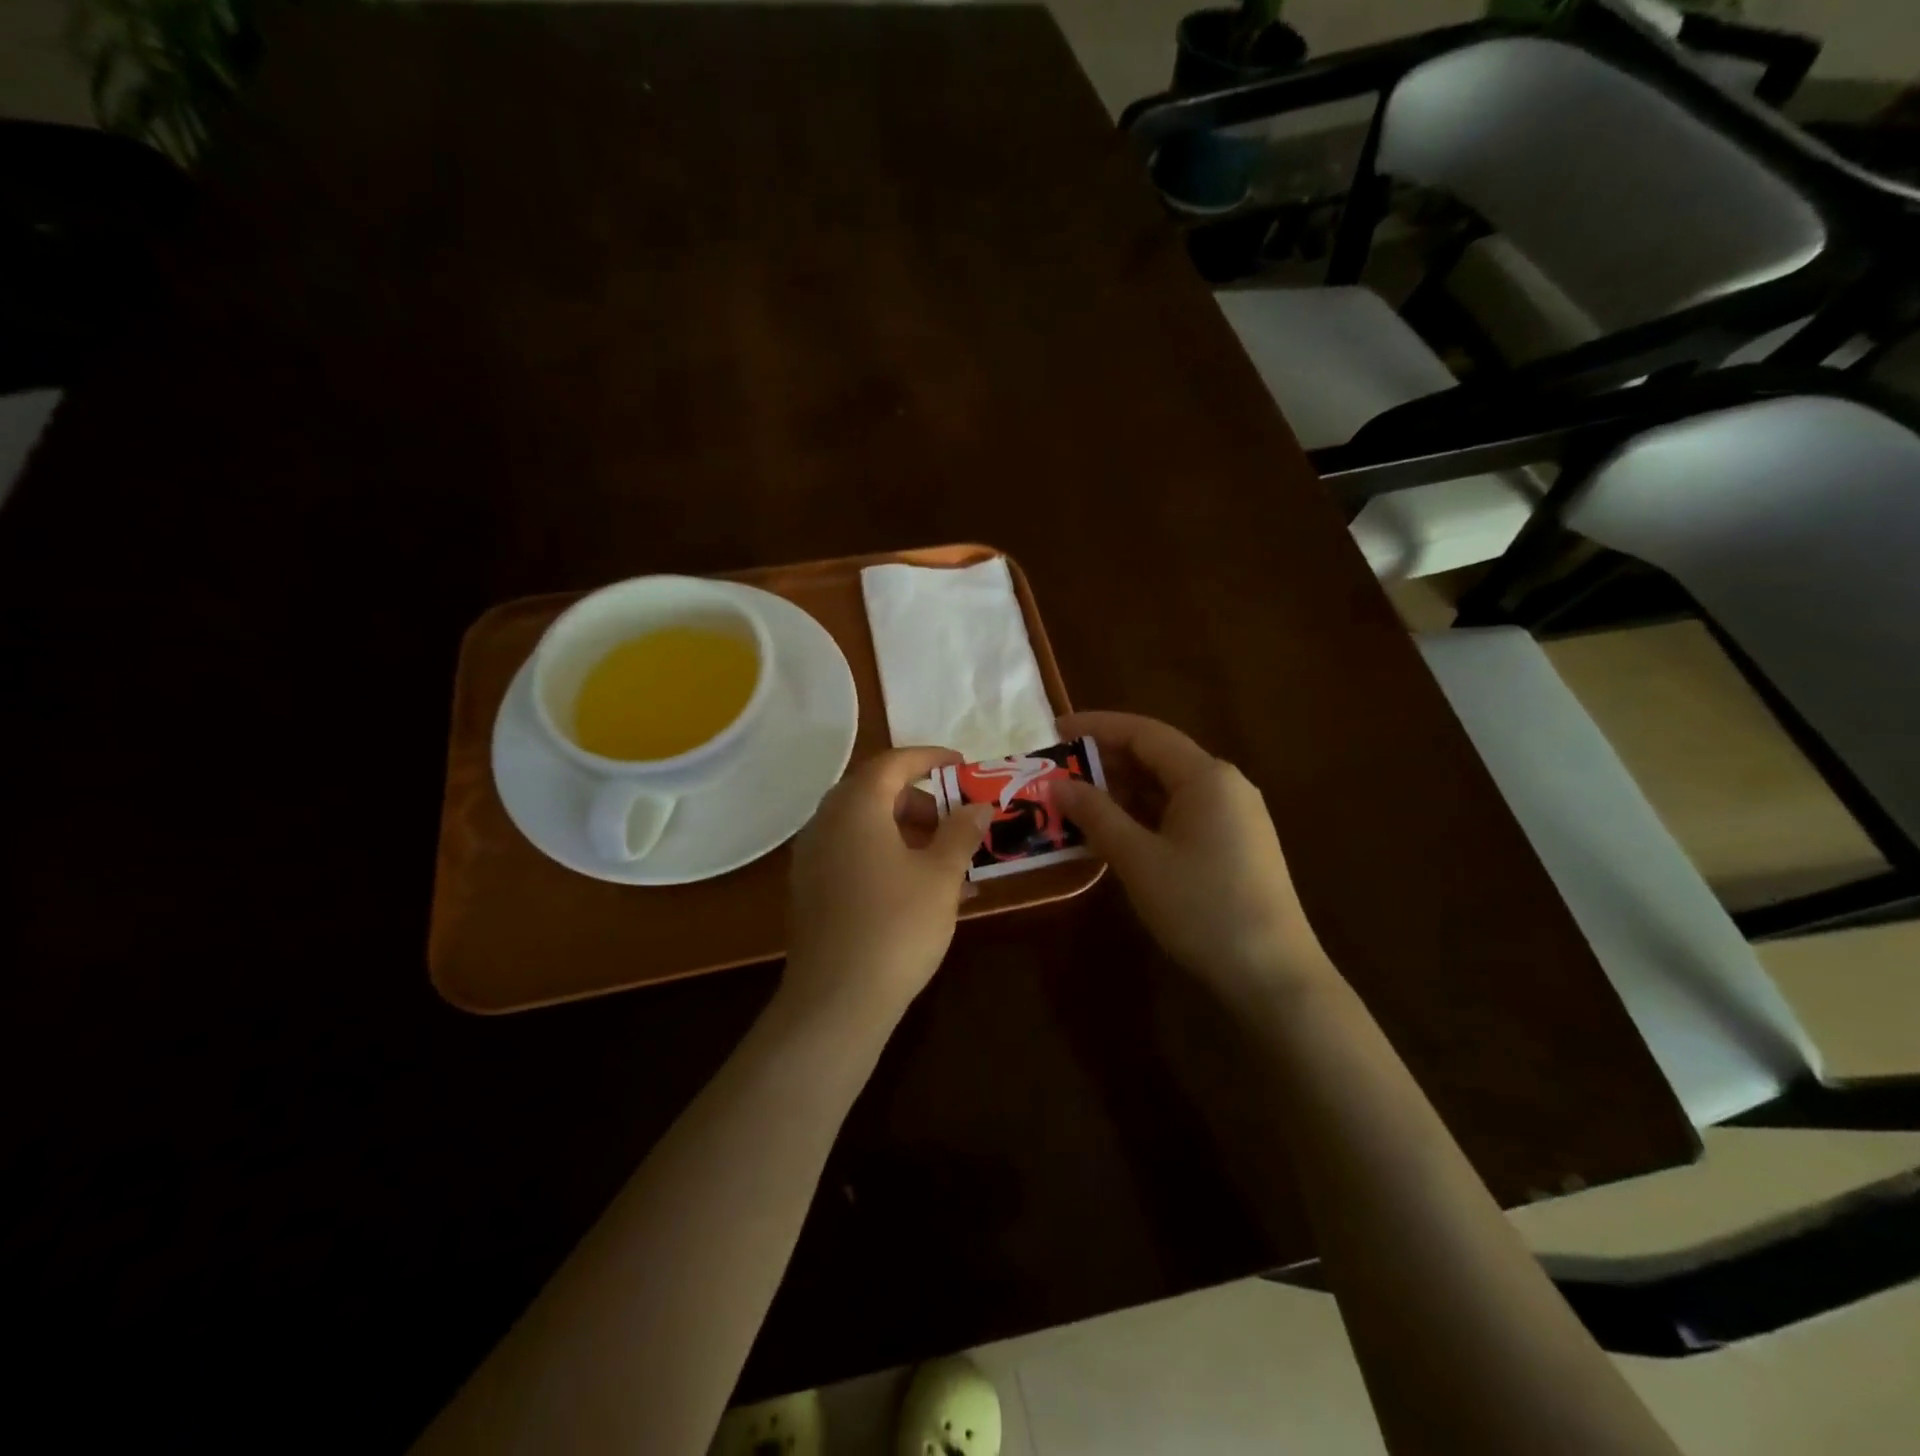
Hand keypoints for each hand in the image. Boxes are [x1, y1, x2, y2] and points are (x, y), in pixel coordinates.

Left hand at [783, 747, 994, 1021]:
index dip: (930, 758)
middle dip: (922, 802)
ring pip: (865, 826)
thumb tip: (979, 806)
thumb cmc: (897, 926)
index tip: (962, 765)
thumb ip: (961, 832)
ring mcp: (813, 857)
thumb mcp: (941, 875)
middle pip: (876, 793)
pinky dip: (887, 857)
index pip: (894, 763)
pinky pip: (853, 854)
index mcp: (856, 806)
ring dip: (907, 833)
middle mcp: (826, 822)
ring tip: (949, 862)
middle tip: (957, 821)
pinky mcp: (811, 889)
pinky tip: (921, 889)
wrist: (837, 1000)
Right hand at [1054, 711, 1331, 1001]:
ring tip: (1075, 803)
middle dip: (1104, 762)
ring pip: (1167, 788)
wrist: (1273, 975)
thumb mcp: (1139, 859)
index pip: (1143, 732)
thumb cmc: (1202, 907)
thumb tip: (1058, 784)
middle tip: (1056, 773)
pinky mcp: (1234, 845)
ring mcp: (1233, 816)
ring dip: (1122, 792)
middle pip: (1156, 757)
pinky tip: (1113, 833)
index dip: (1096, 727)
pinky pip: (1180, 814)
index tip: (1053, 732)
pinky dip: (1143, 816)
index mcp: (1206, 776)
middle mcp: (1224, 785)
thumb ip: (1097, 815)